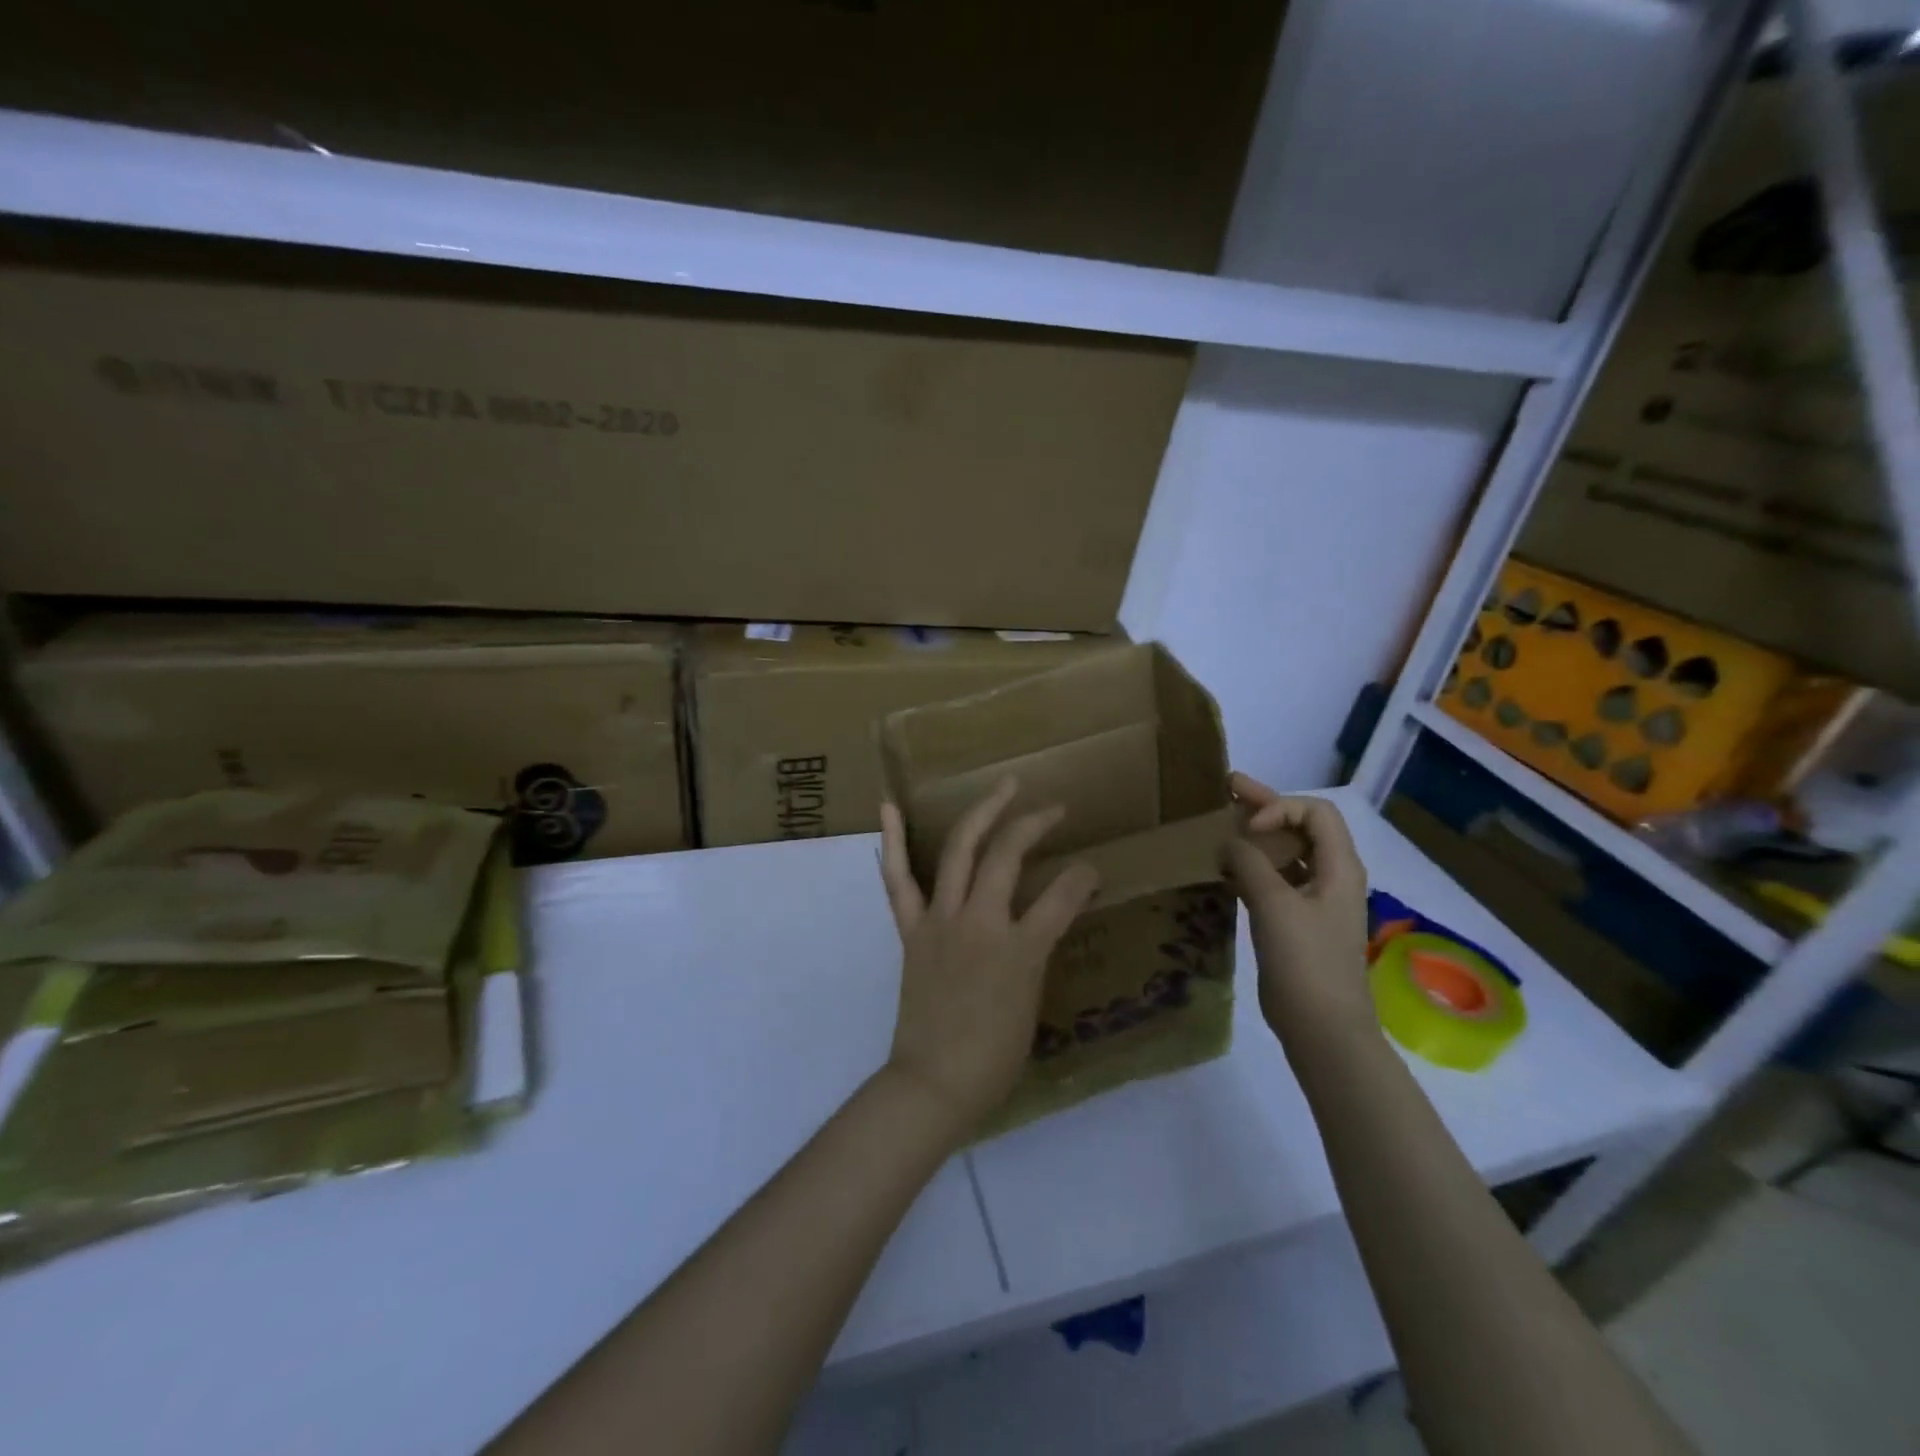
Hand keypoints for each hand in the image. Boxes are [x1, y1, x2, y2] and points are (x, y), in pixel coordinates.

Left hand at [877, 780, 1099, 1140]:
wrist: (934, 1084)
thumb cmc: (994, 1058)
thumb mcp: (1033, 1003)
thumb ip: (1039, 953)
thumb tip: (1045, 920)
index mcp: (1021, 950)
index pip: (1063, 895)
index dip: (1083, 876)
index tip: (1090, 869)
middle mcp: (981, 923)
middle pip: (1008, 855)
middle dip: (1034, 824)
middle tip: (1054, 808)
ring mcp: (941, 920)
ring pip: (960, 850)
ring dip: (982, 812)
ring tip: (1003, 785)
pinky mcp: (912, 929)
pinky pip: (898, 880)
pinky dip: (892, 841)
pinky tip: (889, 806)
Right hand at [1222, 774, 1372, 1049]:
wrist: (1322, 1027)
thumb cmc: (1306, 961)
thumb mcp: (1275, 905)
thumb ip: (1250, 864)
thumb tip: (1229, 843)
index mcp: (1339, 868)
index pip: (1316, 813)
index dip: (1281, 807)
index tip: (1249, 827)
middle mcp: (1330, 877)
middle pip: (1301, 827)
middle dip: (1265, 806)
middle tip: (1227, 787)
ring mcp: (1313, 900)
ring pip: (1285, 854)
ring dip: (1255, 837)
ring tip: (1219, 823)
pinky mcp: (1295, 922)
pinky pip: (1274, 880)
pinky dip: (1251, 867)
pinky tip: (1223, 867)